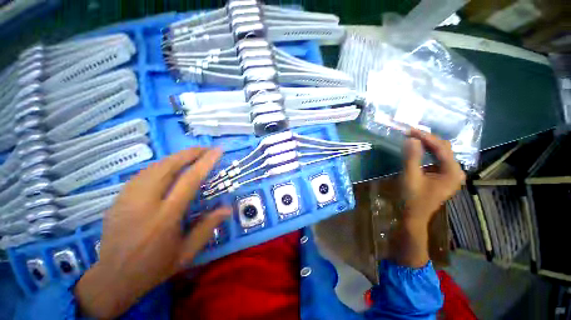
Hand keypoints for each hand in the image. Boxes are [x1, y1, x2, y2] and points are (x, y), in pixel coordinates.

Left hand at [75, 148, 230, 318]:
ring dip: (175, 157)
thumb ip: (208, 227)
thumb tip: (228, 208)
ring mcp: (127, 199)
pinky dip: (160, 165)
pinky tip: (169, 167)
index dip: (205, 162)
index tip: (217, 151)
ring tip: (191, 155)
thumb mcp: (187, 252)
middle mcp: (144, 203)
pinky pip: (142, 174)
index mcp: (165, 217)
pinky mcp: (118, 199)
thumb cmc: (154, 268)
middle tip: (205, 148)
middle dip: (189, 153)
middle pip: (167, 167)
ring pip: (153, 167)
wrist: (112, 279)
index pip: (189, 180)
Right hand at [390, 129, 463, 267]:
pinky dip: (428, 152)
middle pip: (444, 149)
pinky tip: (419, 148)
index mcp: (452, 172)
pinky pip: (438, 159)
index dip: (426, 137)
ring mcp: (451, 174)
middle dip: (427, 139)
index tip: (410, 130)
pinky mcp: (444, 176)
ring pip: (441, 153)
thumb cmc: (412, 198)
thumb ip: (412, 157)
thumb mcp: (410, 177)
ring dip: (427, 144)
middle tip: (410, 133)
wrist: (413, 215)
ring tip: (413, 138)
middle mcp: (456, 171)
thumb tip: (411, 138)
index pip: (442, 148)